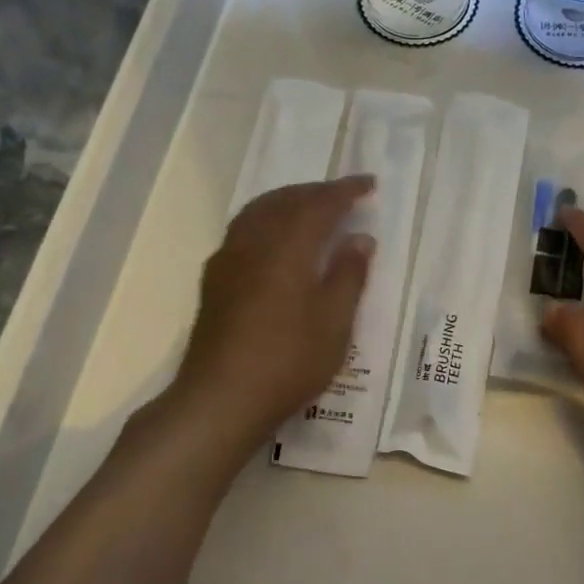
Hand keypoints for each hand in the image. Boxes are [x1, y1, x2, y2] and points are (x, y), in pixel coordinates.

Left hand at [171, 176, 374, 447]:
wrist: (220, 399)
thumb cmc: (288, 361)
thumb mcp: (334, 323)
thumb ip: (348, 275)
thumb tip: (360, 238)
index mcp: (288, 247)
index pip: (321, 204)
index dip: (346, 191)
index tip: (369, 184)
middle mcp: (255, 241)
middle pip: (286, 200)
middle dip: (316, 192)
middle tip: (344, 195)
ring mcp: (229, 258)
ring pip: (260, 211)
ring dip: (288, 200)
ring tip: (311, 207)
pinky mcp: (215, 278)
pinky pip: (244, 229)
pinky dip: (267, 219)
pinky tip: (275, 239)